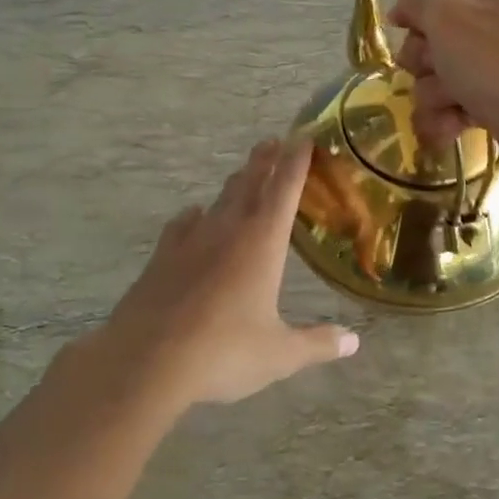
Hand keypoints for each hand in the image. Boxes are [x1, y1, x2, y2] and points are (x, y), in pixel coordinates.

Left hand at [97, 137, 358, 408]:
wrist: (145, 361)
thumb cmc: (223, 352)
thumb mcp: (279, 354)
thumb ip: (317, 343)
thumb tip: (353, 342)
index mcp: (262, 243)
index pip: (284, 190)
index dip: (296, 162)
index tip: (304, 137)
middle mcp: (227, 231)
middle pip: (249, 184)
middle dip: (264, 161)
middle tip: (273, 141)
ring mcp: (190, 241)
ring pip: (218, 201)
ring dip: (234, 184)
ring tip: (242, 175)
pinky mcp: (161, 257)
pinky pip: (183, 225)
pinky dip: (194, 216)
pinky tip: (194, 216)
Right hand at [387, 0, 498, 195]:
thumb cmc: (498, 60)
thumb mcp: (448, 17)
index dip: (415, 8)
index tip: (397, 26)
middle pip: (437, 36)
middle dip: (424, 59)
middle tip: (433, 68)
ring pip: (443, 76)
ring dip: (434, 94)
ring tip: (450, 106)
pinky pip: (459, 105)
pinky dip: (449, 118)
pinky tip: (449, 129)